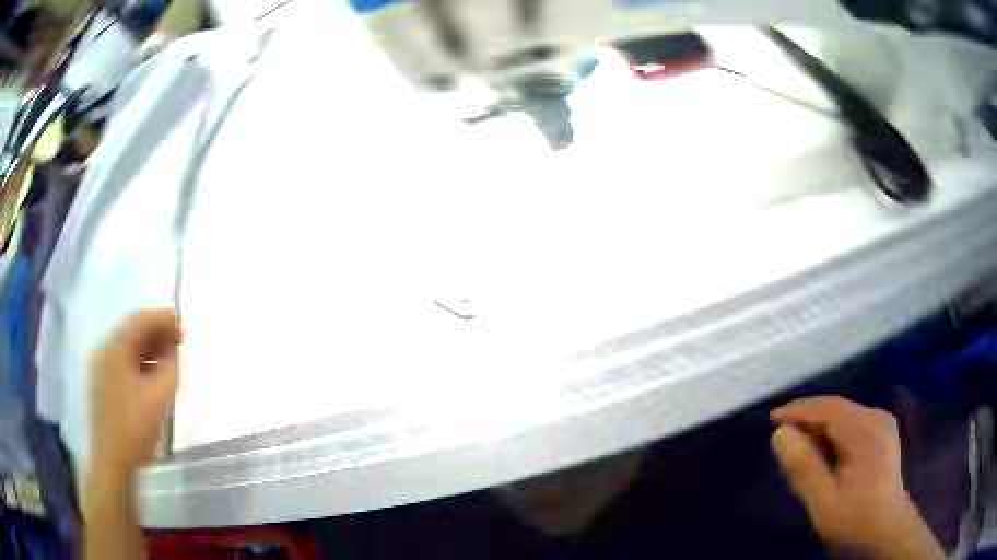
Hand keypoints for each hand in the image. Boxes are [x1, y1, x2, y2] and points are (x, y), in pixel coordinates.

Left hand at [90, 309, 182, 476]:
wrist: (111, 460)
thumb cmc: (135, 427)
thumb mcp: (159, 397)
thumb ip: (170, 367)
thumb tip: (172, 351)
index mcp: (115, 348)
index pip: (140, 320)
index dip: (162, 318)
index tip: (182, 324)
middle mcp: (104, 350)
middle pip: (132, 331)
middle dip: (156, 333)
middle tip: (178, 341)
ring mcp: (100, 367)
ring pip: (126, 347)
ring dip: (148, 348)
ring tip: (168, 358)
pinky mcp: (101, 383)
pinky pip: (121, 362)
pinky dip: (138, 361)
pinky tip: (151, 374)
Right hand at [771, 396, 943, 559]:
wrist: (886, 531)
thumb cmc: (854, 521)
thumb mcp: (823, 501)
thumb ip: (803, 467)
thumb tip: (780, 433)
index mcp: (866, 432)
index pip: (828, 408)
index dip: (799, 410)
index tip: (772, 419)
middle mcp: (877, 418)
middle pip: (837, 411)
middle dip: (809, 425)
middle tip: (786, 448)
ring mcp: (883, 425)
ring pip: (844, 418)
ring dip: (821, 433)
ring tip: (804, 458)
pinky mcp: (883, 433)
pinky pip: (853, 426)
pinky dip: (834, 438)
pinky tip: (826, 459)